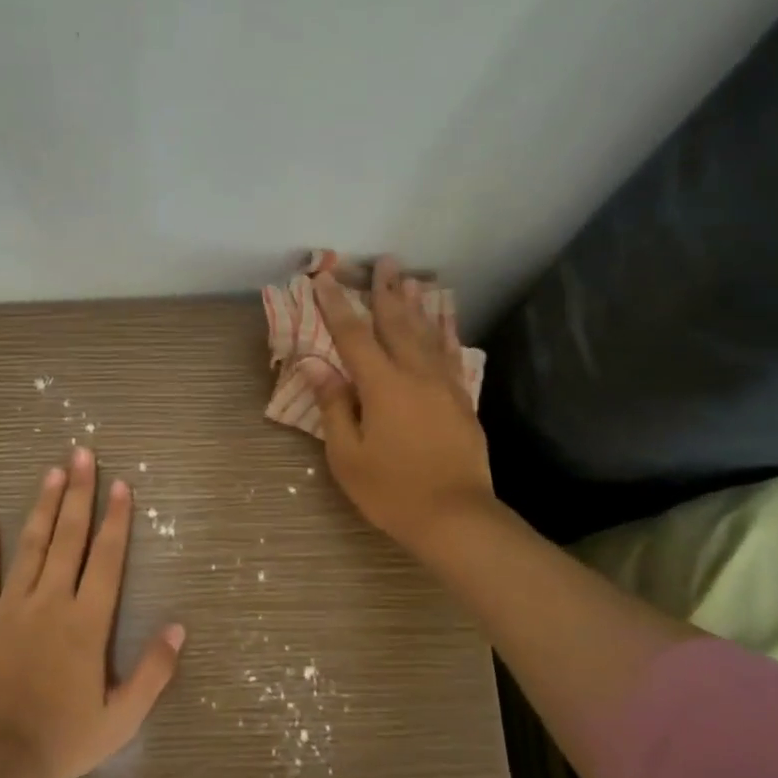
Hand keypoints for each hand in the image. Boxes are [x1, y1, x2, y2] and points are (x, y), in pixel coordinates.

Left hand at [0, 448, 183, 777]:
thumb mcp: (120, 717)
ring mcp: (10, 608)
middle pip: (68, 538)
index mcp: (86, 621)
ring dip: (42, 508)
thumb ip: (153, 672)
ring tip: (51, 472)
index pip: (107, 558)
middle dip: (78, 494)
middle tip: (82, 454)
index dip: (117, 520)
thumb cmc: (60, 738)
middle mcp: (50, 602)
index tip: (121, 485)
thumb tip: (178, 628)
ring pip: (30, 547)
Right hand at [309, 257, 494, 554]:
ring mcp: (443, 385)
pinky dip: (443, 333)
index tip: (324, 279)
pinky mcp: (461, 400)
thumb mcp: (347, 455)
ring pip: (427, 334)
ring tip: (409, 279)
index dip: (336, 306)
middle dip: (386, 291)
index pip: (353, 336)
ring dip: (415, 305)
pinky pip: (449, 355)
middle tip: (383, 261)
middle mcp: (415, 374)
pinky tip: (441, 324)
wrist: (454, 516)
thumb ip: (333, 405)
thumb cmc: (391, 490)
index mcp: (382, 386)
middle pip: (397, 323)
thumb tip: (316, 365)